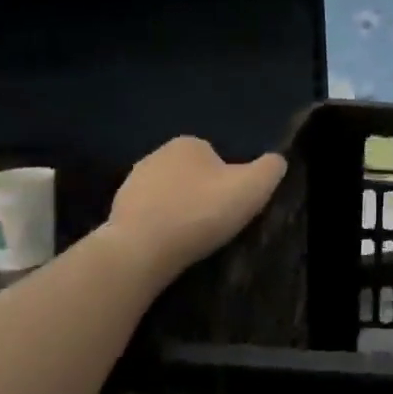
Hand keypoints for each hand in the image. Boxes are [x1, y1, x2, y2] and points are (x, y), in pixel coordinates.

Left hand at [106, 137, 286, 280]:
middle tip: (216, 221)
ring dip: (181, 210)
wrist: (141, 250)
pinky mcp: (116, 211)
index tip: (233, 204)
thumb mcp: (254, 186)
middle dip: (203, 193)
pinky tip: (169, 244)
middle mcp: (156, 155)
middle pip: (193, 174)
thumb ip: (271, 167)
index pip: (218, 157)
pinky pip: (149, 215)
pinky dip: (161, 226)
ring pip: (170, 194)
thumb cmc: (201, 212)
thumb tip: (275, 161)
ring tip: (193, 236)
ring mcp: (131, 183)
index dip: (230, 180)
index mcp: (188, 143)